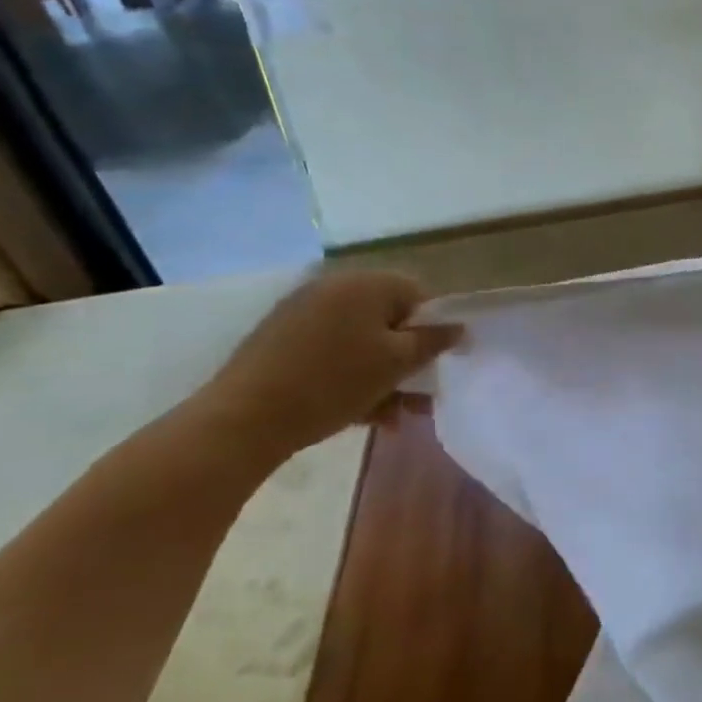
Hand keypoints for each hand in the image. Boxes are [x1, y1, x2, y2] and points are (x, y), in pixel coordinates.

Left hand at [194, 270, 460, 457]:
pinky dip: (349, 377)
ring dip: (381, 375)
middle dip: (406, 359)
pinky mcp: (279, 339)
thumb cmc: (333, 382)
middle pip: (388, 319)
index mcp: (365, 283)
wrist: (243, 418)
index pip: (417, 294)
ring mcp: (302, 312)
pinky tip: (359, 414)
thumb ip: (431, 342)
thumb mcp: (395, 363)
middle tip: (416, 397)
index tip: (434, 363)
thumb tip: (457, 327)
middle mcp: (333, 287)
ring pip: (359, 341)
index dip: (432, 328)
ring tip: (392, 417)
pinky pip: (330, 352)